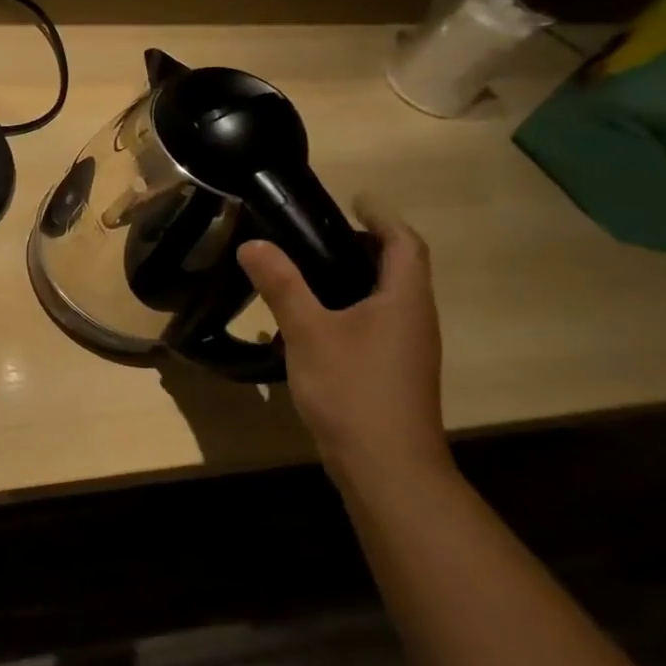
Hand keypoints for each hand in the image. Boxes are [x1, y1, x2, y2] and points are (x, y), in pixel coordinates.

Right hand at [236, 199, 448, 486]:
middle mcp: (413, 319)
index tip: (354, 199)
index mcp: (404, 301)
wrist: (386, 466)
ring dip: (352, 277)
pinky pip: (372, 324)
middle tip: (316, 232)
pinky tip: (308, 320)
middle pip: (396, 269)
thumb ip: (282, 285)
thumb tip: (253, 244)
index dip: (382, 217)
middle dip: (363, 245)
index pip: (403, 244)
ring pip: (383, 298)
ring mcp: (405, 350)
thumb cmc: (353, 389)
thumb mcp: (309, 331)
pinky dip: (346, 307)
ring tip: (304, 269)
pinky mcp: (390, 372)